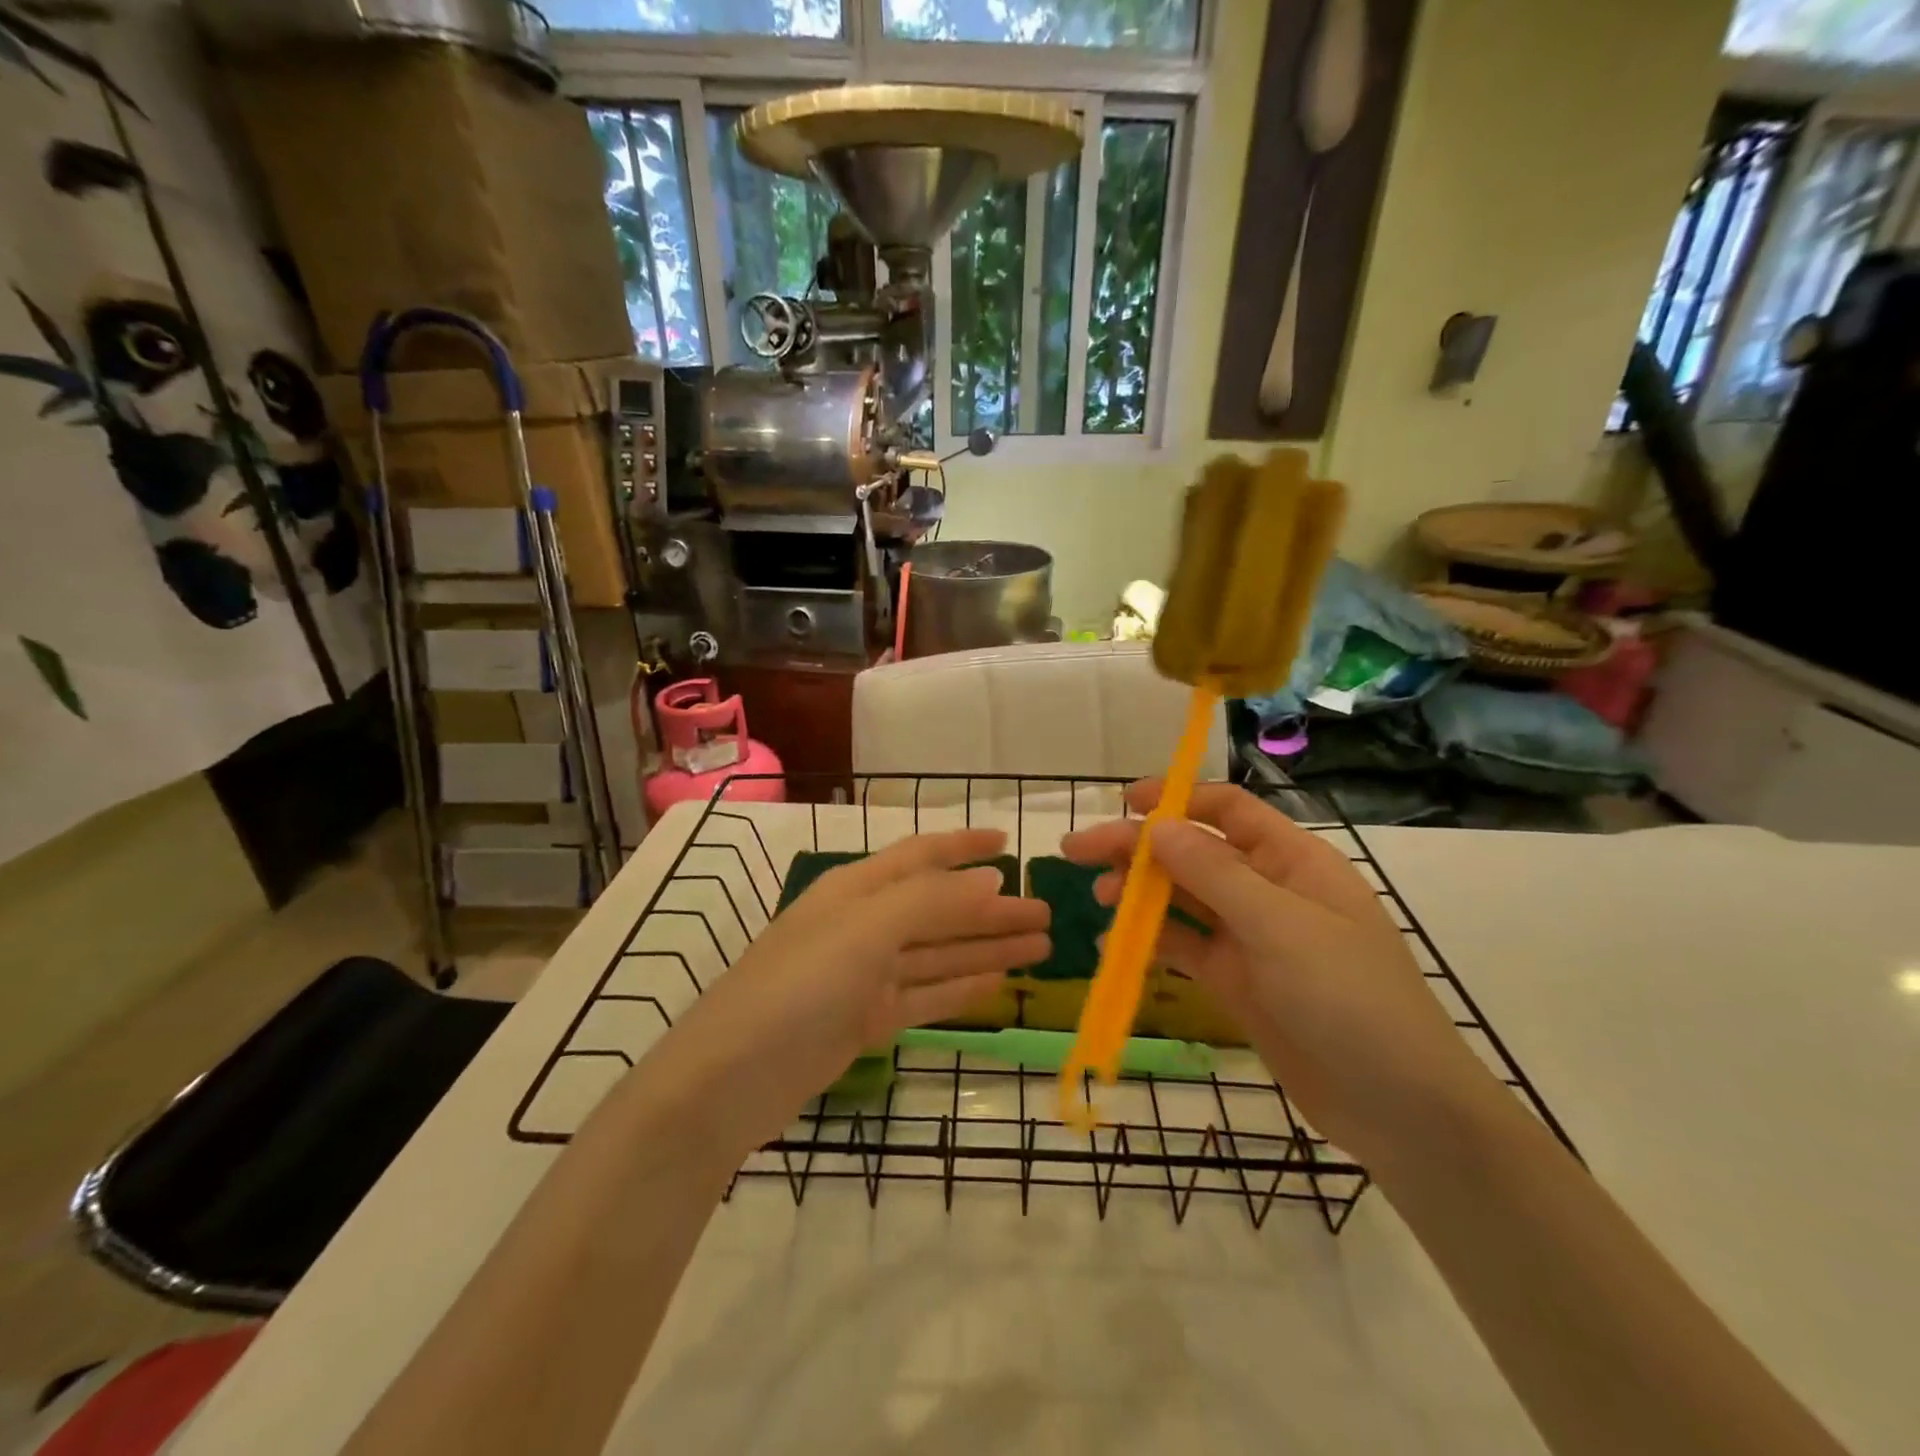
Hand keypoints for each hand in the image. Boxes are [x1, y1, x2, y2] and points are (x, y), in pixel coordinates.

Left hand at [661, 829, 1049, 1150]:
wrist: (729, 1080)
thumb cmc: (798, 986)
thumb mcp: (864, 930)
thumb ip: (930, 901)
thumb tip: (991, 878)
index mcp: (857, 889)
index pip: (921, 856)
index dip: (964, 847)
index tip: (1009, 844)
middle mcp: (862, 925)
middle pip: (939, 909)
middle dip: (991, 908)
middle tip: (1047, 913)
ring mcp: (863, 976)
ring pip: (938, 953)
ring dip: (986, 948)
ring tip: (1040, 946)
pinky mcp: (865, 1021)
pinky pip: (925, 995)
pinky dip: (960, 987)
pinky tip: (997, 983)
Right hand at [1061, 782, 1498, 1164]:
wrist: (1400, 1110)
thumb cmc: (1349, 999)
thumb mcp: (1280, 927)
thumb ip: (1214, 874)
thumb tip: (1156, 826)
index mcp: (1292, 860)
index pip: (1227, 810)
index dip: (1175, 799)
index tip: (1122, 803)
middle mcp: (1268, 890)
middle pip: (1193, 853)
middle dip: (1137, 848)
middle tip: (1077, 851)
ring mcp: (1251, 938)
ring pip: (1183, 899)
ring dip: (1138, 893)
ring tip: (1098, 899)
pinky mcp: (1237, 981)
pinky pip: (1184, 948)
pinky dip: (1149, 941)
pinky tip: (1113, 945)